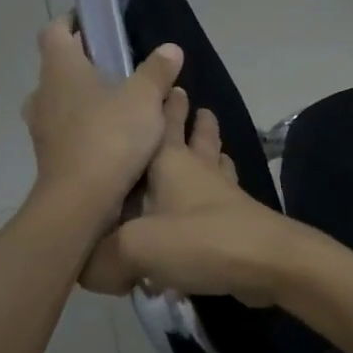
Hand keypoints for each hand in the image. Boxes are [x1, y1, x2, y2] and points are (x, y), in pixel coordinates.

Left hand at [23, 17, 182, 225]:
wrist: (80, 202)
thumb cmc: (110, 137)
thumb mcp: (145, 99)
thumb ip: (157, 71)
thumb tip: (170, 49)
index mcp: (60, 68)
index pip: (55, 30)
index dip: (73, 21)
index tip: (98, 22)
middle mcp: (43, 92)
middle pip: (61, 65)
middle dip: (87, 62)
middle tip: (121, 64)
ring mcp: (43, 126)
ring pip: (64, 99)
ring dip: (87, 97)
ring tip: (122, 102)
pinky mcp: (51, 155)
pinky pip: (69, 129)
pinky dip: (88, 125)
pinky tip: (117, 136)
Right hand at [82, 87, 299, 302]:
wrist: (267, 261)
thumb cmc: (200, 240)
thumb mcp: (136, 248)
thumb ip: (102, 257)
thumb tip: (85, 268)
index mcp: (170, 162)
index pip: (164, 123)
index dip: (161, 104)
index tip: (160, 84)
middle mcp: (198, 170)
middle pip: (195, 136)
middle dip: (189, 119)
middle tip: (186, 98)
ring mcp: (222, 193)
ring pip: (214, 160)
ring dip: (209, 147)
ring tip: (205, 138)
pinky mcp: (236, 218)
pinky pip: (222, 194)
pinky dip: (216, 186)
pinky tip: (214, 195)